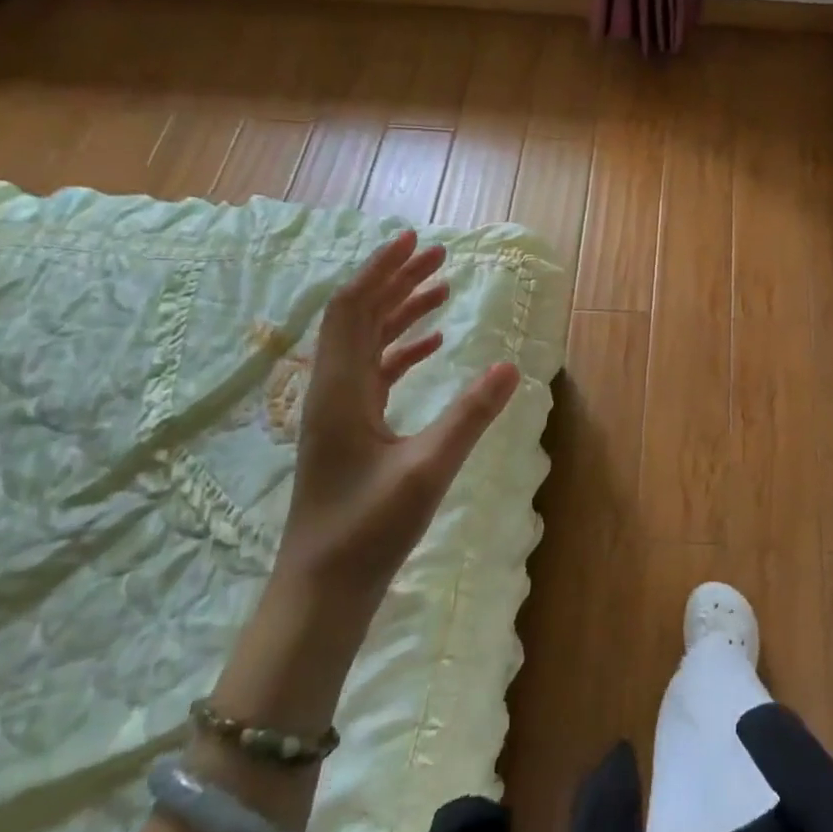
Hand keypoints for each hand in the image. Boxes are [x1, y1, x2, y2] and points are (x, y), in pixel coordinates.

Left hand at [279, 230, 520, 601]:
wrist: (322, 591)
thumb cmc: (368, 531)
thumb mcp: (427, 471)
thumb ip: (470, 416)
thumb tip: (510, 367)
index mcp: (341, 390)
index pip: (352, 309)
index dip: (380, 269)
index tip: (414, 240)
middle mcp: (333, 390)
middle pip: (359, 316)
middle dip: (396, 281)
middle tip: (439, 256)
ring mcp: (339, 411)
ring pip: (367, 342)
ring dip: (401, 311)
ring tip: (441, 288)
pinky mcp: (350, 430)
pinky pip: (376, 372)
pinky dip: (402, 348)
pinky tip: (433, 345)